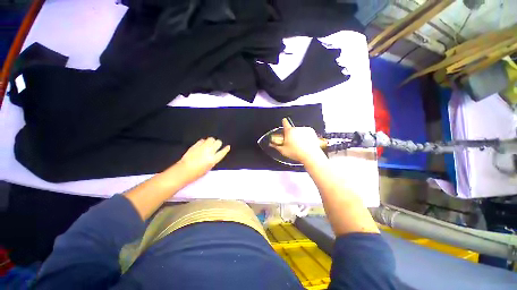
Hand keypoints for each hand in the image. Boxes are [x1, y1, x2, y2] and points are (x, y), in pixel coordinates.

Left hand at [176, 137, 229, 182]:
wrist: (183, 171)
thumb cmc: (195, 173)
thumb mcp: (208, 168)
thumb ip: (213, 160)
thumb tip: (214, 155)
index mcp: (213, 160)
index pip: (223, 152)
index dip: (226, 149)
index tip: (228, 147)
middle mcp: (209, 152)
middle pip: (218, 142)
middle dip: (218, 143)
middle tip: (216, 146)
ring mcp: (202, 147)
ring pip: (211, 139)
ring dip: (212, 141)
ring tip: (209, 144)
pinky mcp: (195, 145)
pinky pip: (202, 140)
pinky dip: (203, 142)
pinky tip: (202, 145)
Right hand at [270, 118, 326, 163]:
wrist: (310, 155)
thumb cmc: (297, 153)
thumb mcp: (283, 151)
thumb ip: (276, 146)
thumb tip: (272, 144)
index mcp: (289, 131)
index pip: (285, 123)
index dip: (284, 122)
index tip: (284, 120)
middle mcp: (296, 128)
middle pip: (292, 129)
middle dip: (291, 134)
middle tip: (292, 142)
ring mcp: (304, 129)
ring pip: (299, 131)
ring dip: (298, 135)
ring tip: (299, 144)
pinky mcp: (311, 131)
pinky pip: (306, 132)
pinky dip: (305, 136)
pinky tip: (305, 143)